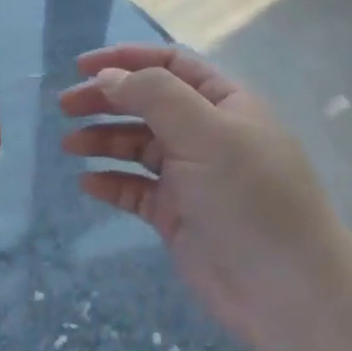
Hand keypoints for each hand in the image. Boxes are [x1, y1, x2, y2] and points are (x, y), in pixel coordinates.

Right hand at [59, 45, 351, 350]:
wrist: (285, 290)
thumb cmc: (250, 197)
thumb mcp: (206, 133)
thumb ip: (155, 95)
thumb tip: (107, 77)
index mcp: (224, 104)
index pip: (171, 65)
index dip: (126, 59)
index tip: (81, 67)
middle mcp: (207, 134)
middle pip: (147, 103)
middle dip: (106, 99)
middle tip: (65, 106)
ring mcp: (191, 176)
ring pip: (137, 146)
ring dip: (103, 139)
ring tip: (70, 145)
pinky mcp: (176, 215)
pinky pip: (135, 189)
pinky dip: (111, 182)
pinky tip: (89, 184)